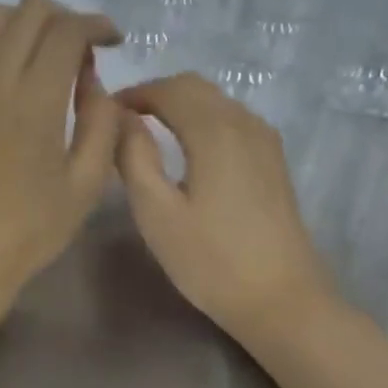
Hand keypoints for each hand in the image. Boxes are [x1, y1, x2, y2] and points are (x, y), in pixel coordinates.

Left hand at [0, 0, 122, 326]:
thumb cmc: (30, 228)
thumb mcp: (88, 182)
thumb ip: (101, 119)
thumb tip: (91, 76)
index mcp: (35, 99)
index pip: (67, 29)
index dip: (96, 24)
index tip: (111, 39)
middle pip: (29, 11)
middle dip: (63, 18)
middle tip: (78, 48)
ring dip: (21, 26)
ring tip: (35, 56)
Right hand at [115, 74, 336, 340]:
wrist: (282, 300)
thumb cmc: (211, 260)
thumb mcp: (156, 212)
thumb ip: (133, 156)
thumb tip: (120, 117)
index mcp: (214, 130)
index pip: (169, 89)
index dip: (133, 93)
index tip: (105, 114)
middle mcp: (245, 123)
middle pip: (196, 87)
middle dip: (156, 94)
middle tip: (123, 121)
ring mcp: (265, 141)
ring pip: (217, 101)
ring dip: (180, 105)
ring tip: (148, 133)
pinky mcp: (274, 161)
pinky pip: (233, 120)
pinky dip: (203, 120)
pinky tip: (188, 149)